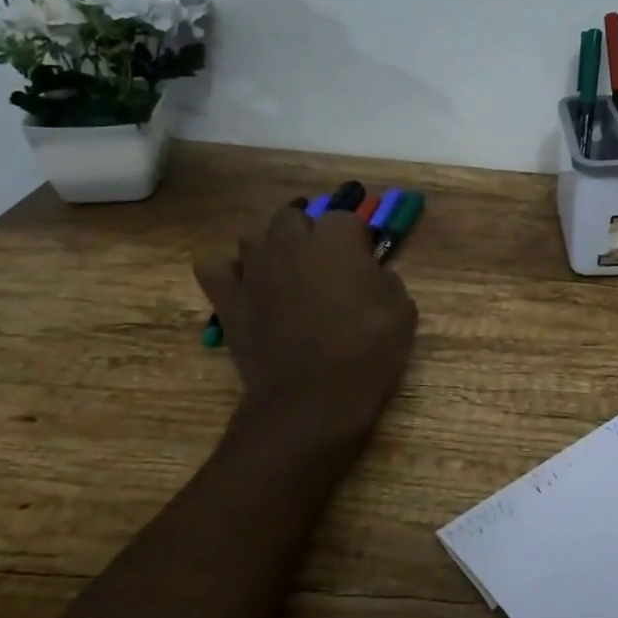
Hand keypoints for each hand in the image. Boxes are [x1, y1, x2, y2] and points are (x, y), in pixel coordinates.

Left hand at [195, 202, 417, 462]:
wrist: (312, 401)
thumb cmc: (366, 352)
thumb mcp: (402, 311)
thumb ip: (385, 279)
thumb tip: (371, 274)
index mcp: (336, 239)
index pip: (346, 217)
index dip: (356, 240)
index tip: (364, 262)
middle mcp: (291, 242)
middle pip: (294, 217)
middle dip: (308, 233)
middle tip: (324, 266)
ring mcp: (254, 268)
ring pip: (255, 238)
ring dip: (271, 250)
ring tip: (286, 276)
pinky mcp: (228, 298)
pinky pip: (215, 266)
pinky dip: (228, 271)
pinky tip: (245, 286)